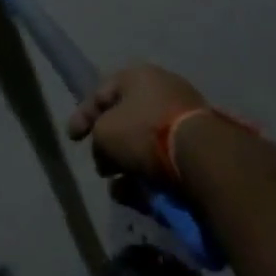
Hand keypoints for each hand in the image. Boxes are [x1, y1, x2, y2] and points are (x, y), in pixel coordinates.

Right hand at [66, 63, 207, 184]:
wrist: (203, 159)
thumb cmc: (145, 134)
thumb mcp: (104, 133)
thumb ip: (97, 138)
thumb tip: (107, 155)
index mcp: (138, 76)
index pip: (101, 92)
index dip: (83, 115)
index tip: (73, 139)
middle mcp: (163, 89)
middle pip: (127, 119)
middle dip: (111, 146)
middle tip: (103, 167)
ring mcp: (185, 117)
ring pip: (148, 143)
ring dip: (131, 166)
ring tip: (122, 191)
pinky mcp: (202, 146)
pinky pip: (168, 160)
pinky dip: (153, 177)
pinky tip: (144, 198)